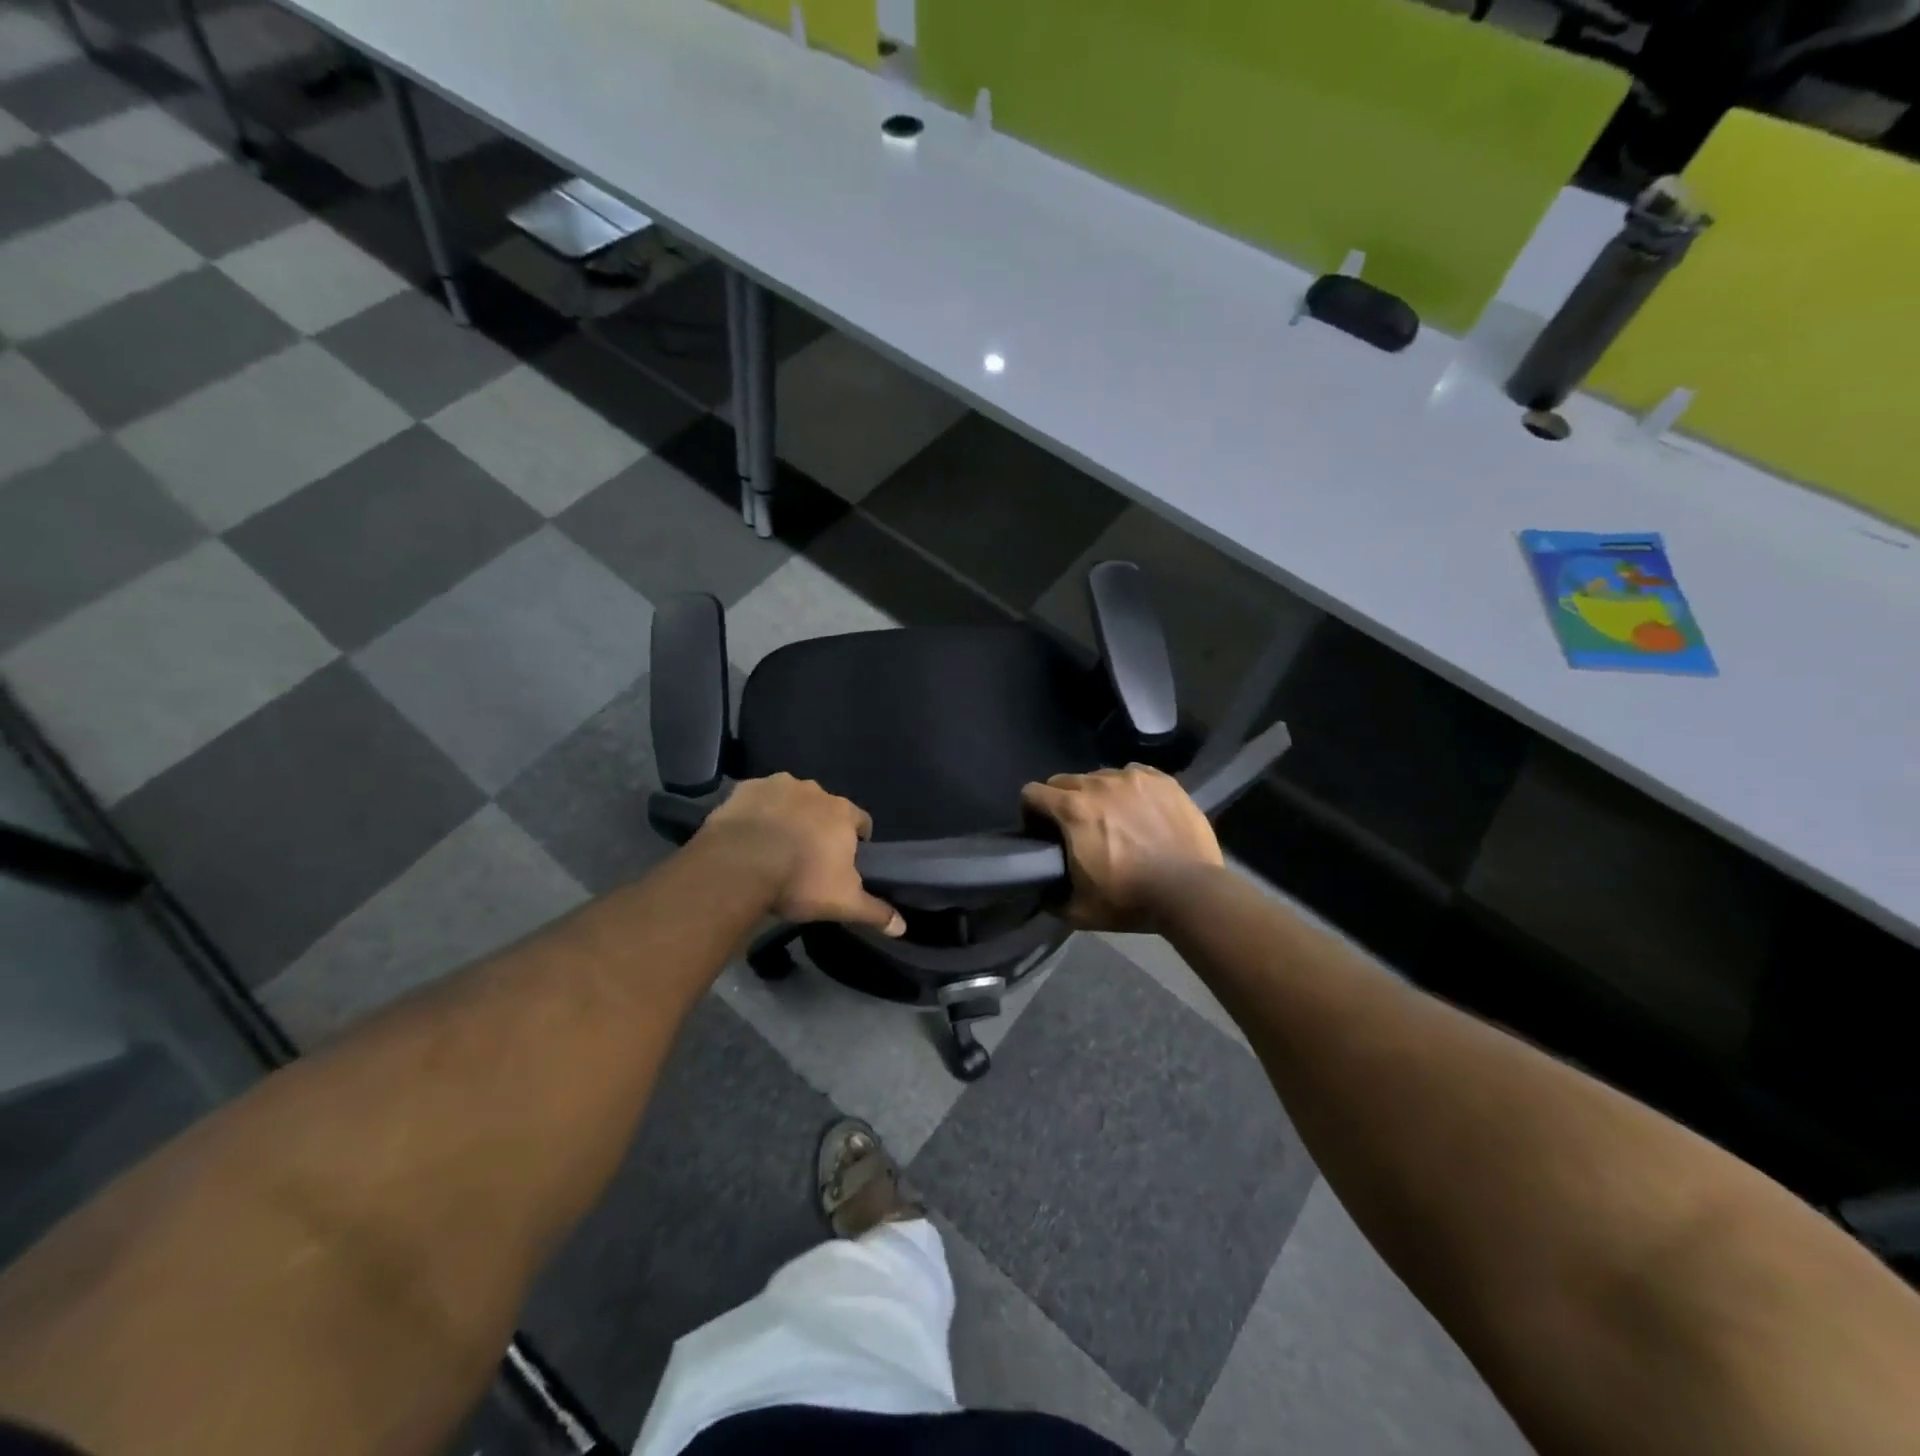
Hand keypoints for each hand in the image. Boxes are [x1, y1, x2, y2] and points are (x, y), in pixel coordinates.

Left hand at [698, 774, 904, 936]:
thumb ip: (874, 912)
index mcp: (842, 813)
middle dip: (819, 825)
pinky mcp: (746, 788)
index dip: (856, 839)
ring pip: (791, 798)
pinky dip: (757, 811)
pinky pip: (758, 798)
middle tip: (807, 855)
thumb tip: (902, 927)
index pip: (861, 820)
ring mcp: (778, 785)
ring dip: (788, 815)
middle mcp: (814, 791)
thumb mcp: (842, 903)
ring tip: (775, 844)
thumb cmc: (799, 880)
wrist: (739, 865)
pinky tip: (748, 834)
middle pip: (824, 807)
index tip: (846, 859)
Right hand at [1021, 765, 1222, 930]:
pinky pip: (1133, 774)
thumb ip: (1052, 898)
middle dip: (1062, 801)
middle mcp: (1099, 784)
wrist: (1190, 891)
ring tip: (1112, 819)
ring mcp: (1133, 778)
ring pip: (1100, 776)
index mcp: (1073, 810)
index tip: (1041, 831)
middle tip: (1076, 829)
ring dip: (1097, 794)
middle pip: (1064, 780)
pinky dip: (1128, 789)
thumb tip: (1045, 892)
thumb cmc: (1130, 900)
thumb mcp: (1079, 911)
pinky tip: (1139, 810)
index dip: (1031, 811)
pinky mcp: (1163, 780)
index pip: (1032, 792)